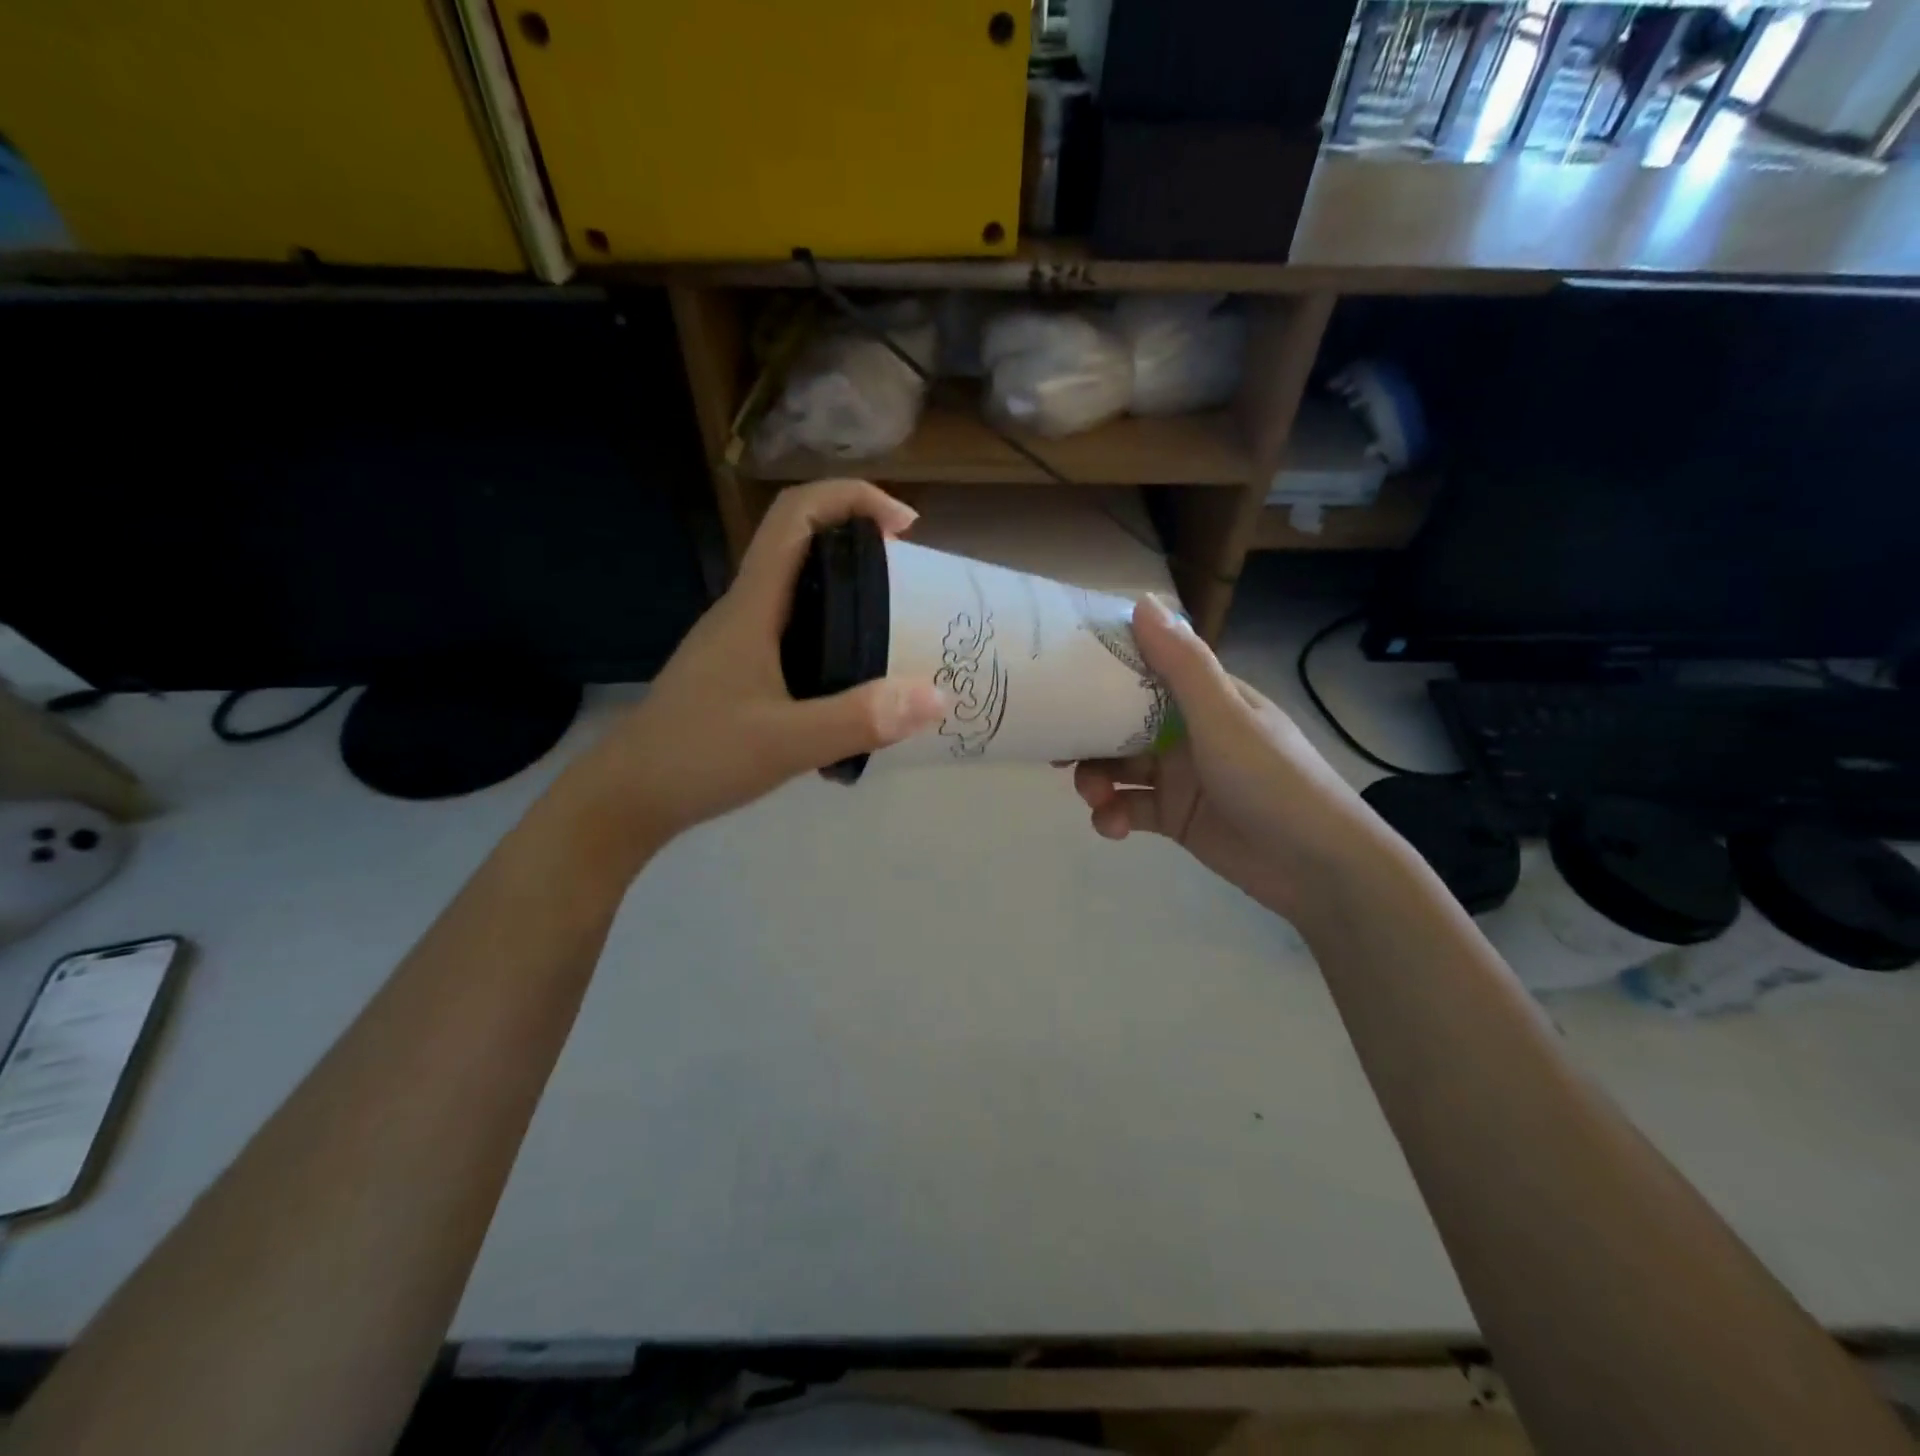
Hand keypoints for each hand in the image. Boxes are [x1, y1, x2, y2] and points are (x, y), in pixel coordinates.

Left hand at [577, 480, 946, 840]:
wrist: (630, 796)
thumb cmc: (698, 758)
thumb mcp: (785, 743)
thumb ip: (858, 719)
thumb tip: (936, 695)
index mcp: (752, 606)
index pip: (796, 516)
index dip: (852, 498)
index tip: (905, 526)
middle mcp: (745, 611)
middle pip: (802, 544)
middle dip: (861, 544)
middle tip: (911, 583)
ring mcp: (740, 640)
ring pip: (800, 590)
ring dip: (849, 591)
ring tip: (895, 627)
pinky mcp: (741, 670)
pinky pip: (795, 631)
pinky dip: (834, 633)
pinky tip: (854, 679)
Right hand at [1070, 597, 1380, 926]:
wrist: (1317, 868)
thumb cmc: (1273, 780)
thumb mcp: (1225, 717)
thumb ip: (1182, 664)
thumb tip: (1140, 600)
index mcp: (1206, 697)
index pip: (1146, 669)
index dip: (1103, 673)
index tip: (1060, 677)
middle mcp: (1189, 730)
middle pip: (1122, 723)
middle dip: (1089, 737)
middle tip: (1059, 753)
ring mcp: (1181, 776)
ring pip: (1119, 767)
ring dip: (1097, 780)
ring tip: (1094, 798)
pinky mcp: (1174, 817)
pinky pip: (1129, 808)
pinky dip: (1113, 815)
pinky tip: (1112, 827)